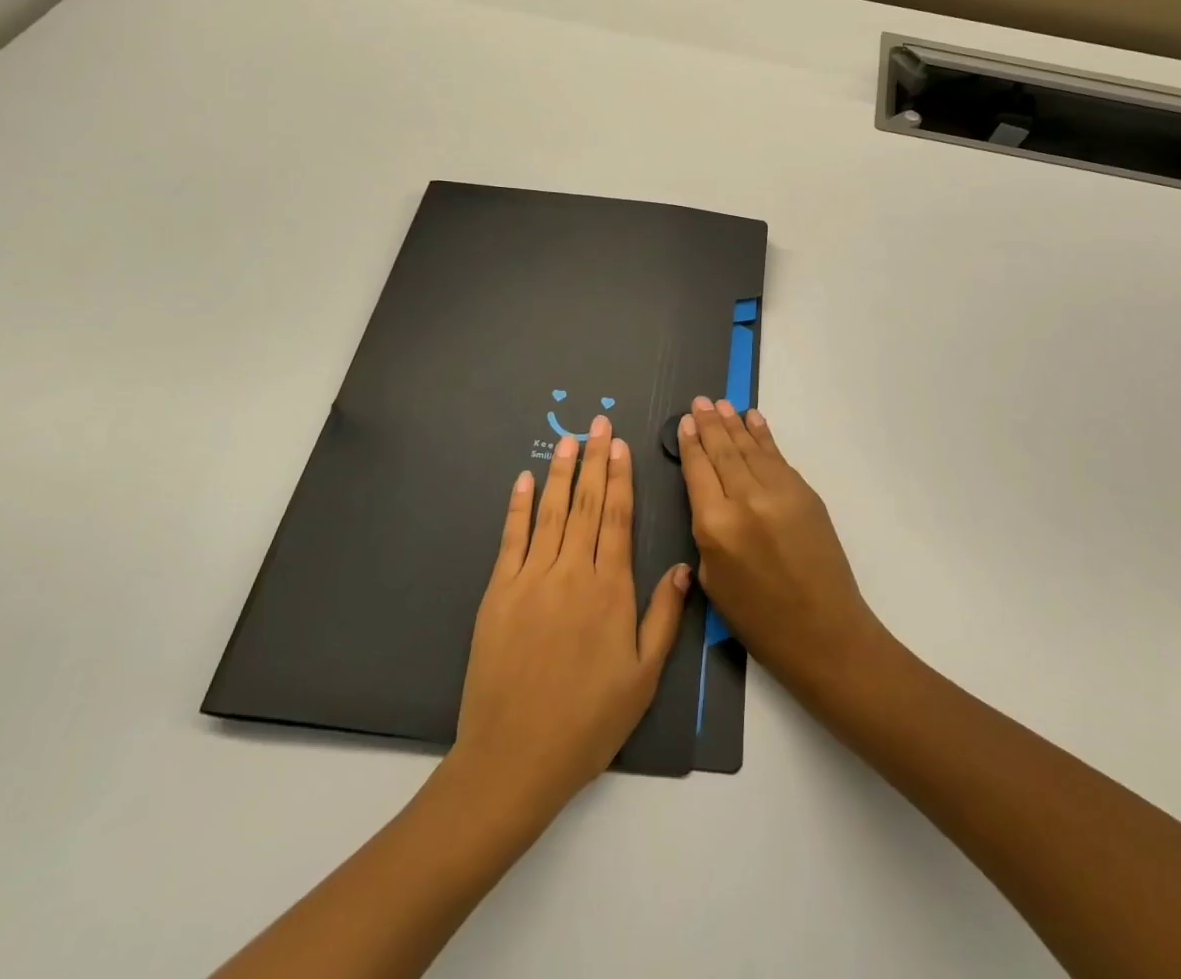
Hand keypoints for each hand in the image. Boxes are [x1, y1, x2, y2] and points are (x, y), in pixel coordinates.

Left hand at [453, 416, 690, 816]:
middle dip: (594, 459)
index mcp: (610, 590)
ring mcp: (531, 579)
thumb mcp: (643, 677)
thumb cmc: (588, 721)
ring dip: (560, 471)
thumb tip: (682, 567)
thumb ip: (663, 617)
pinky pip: (511, 538)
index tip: (620, 445)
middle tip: (598, 423)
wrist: (514, 758)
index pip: (616, 518)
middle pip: (585, 503)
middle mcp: (572, 573)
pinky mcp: (499, 593)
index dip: (619, 477)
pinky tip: (524, 480)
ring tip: (569, 440)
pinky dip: (518, 506)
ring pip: (550, 512)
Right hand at [678, 398, 881, 697]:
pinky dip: (764, 437)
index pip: (698, 471)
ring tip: (721, 404)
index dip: (690, 444)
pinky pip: (777, 457)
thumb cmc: (760, 620)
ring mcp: (779, 493)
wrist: (824, 632)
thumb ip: (706, 533)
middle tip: (700, 401)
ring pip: (750, 449)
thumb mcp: (714, 582)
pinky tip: (753, 420)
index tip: (684, 422)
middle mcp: (745, 500)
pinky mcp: (805, 493)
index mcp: (715, 526)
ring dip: (734, 424)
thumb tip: (710, 498)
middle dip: (709, 424)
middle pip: (723, 452)